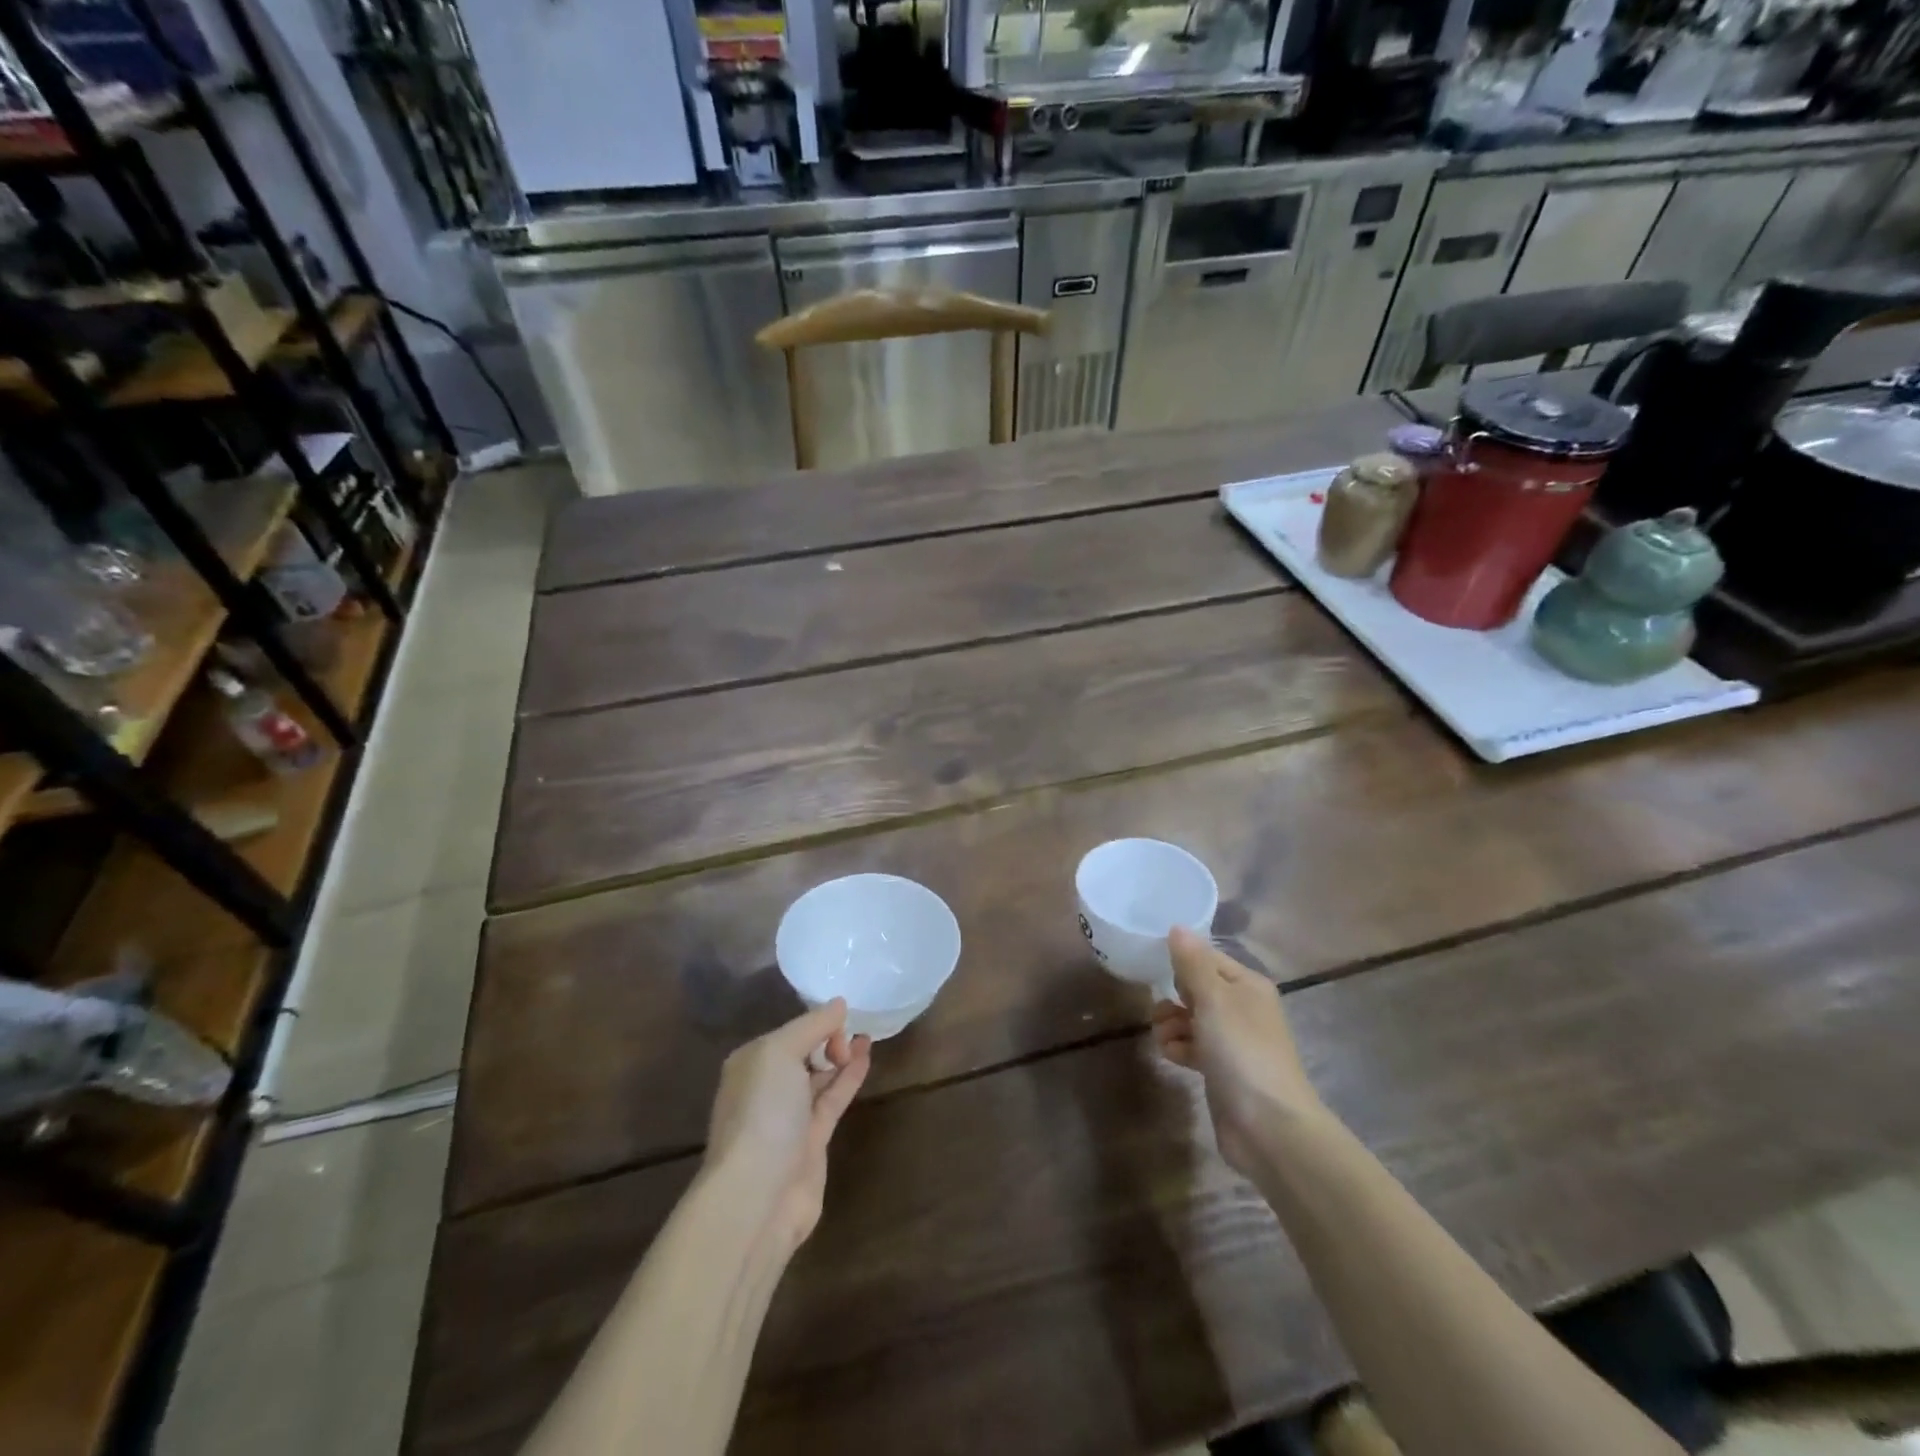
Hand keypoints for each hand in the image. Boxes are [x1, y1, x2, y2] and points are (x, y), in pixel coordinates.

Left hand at [704, 1000, 870, 1251]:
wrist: (758, 1195)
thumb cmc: (763, 1113)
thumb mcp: (780, 1053)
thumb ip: (811, 1026)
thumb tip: (839, 1004)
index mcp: (750, 1063)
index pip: (788, 1032)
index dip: (816, 1022)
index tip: (843, 1019)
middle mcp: (766, 1087)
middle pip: (803, 1053)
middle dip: (828, 1038)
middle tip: (855, 1029)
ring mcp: (788, 1117)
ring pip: (819, 1077)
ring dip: (842, 1056)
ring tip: (867, 1037)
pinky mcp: (811, 1141)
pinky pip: (832, 1099)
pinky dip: (848, 1079)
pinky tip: (865, 1059)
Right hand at [1151, 927, 1324, 1176]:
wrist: (1269, 1127)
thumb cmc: (1241, 1051)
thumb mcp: (1213, 999)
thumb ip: (1192, 963)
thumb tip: (1177, 927)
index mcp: (1248, 985)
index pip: (1208, 958)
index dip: (1183, 962)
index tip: (1157, 969)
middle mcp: (1243, 1008)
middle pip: (1197, 988)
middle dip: (1174, 996)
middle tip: (1161, 1008)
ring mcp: (1234, 1041)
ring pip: (1192, 1018)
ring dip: (1171, 1024)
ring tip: (1163, 1037)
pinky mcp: (1223, 1070)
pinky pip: (1193, 1047)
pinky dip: (1179, 1047)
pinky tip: (1171, 1055)